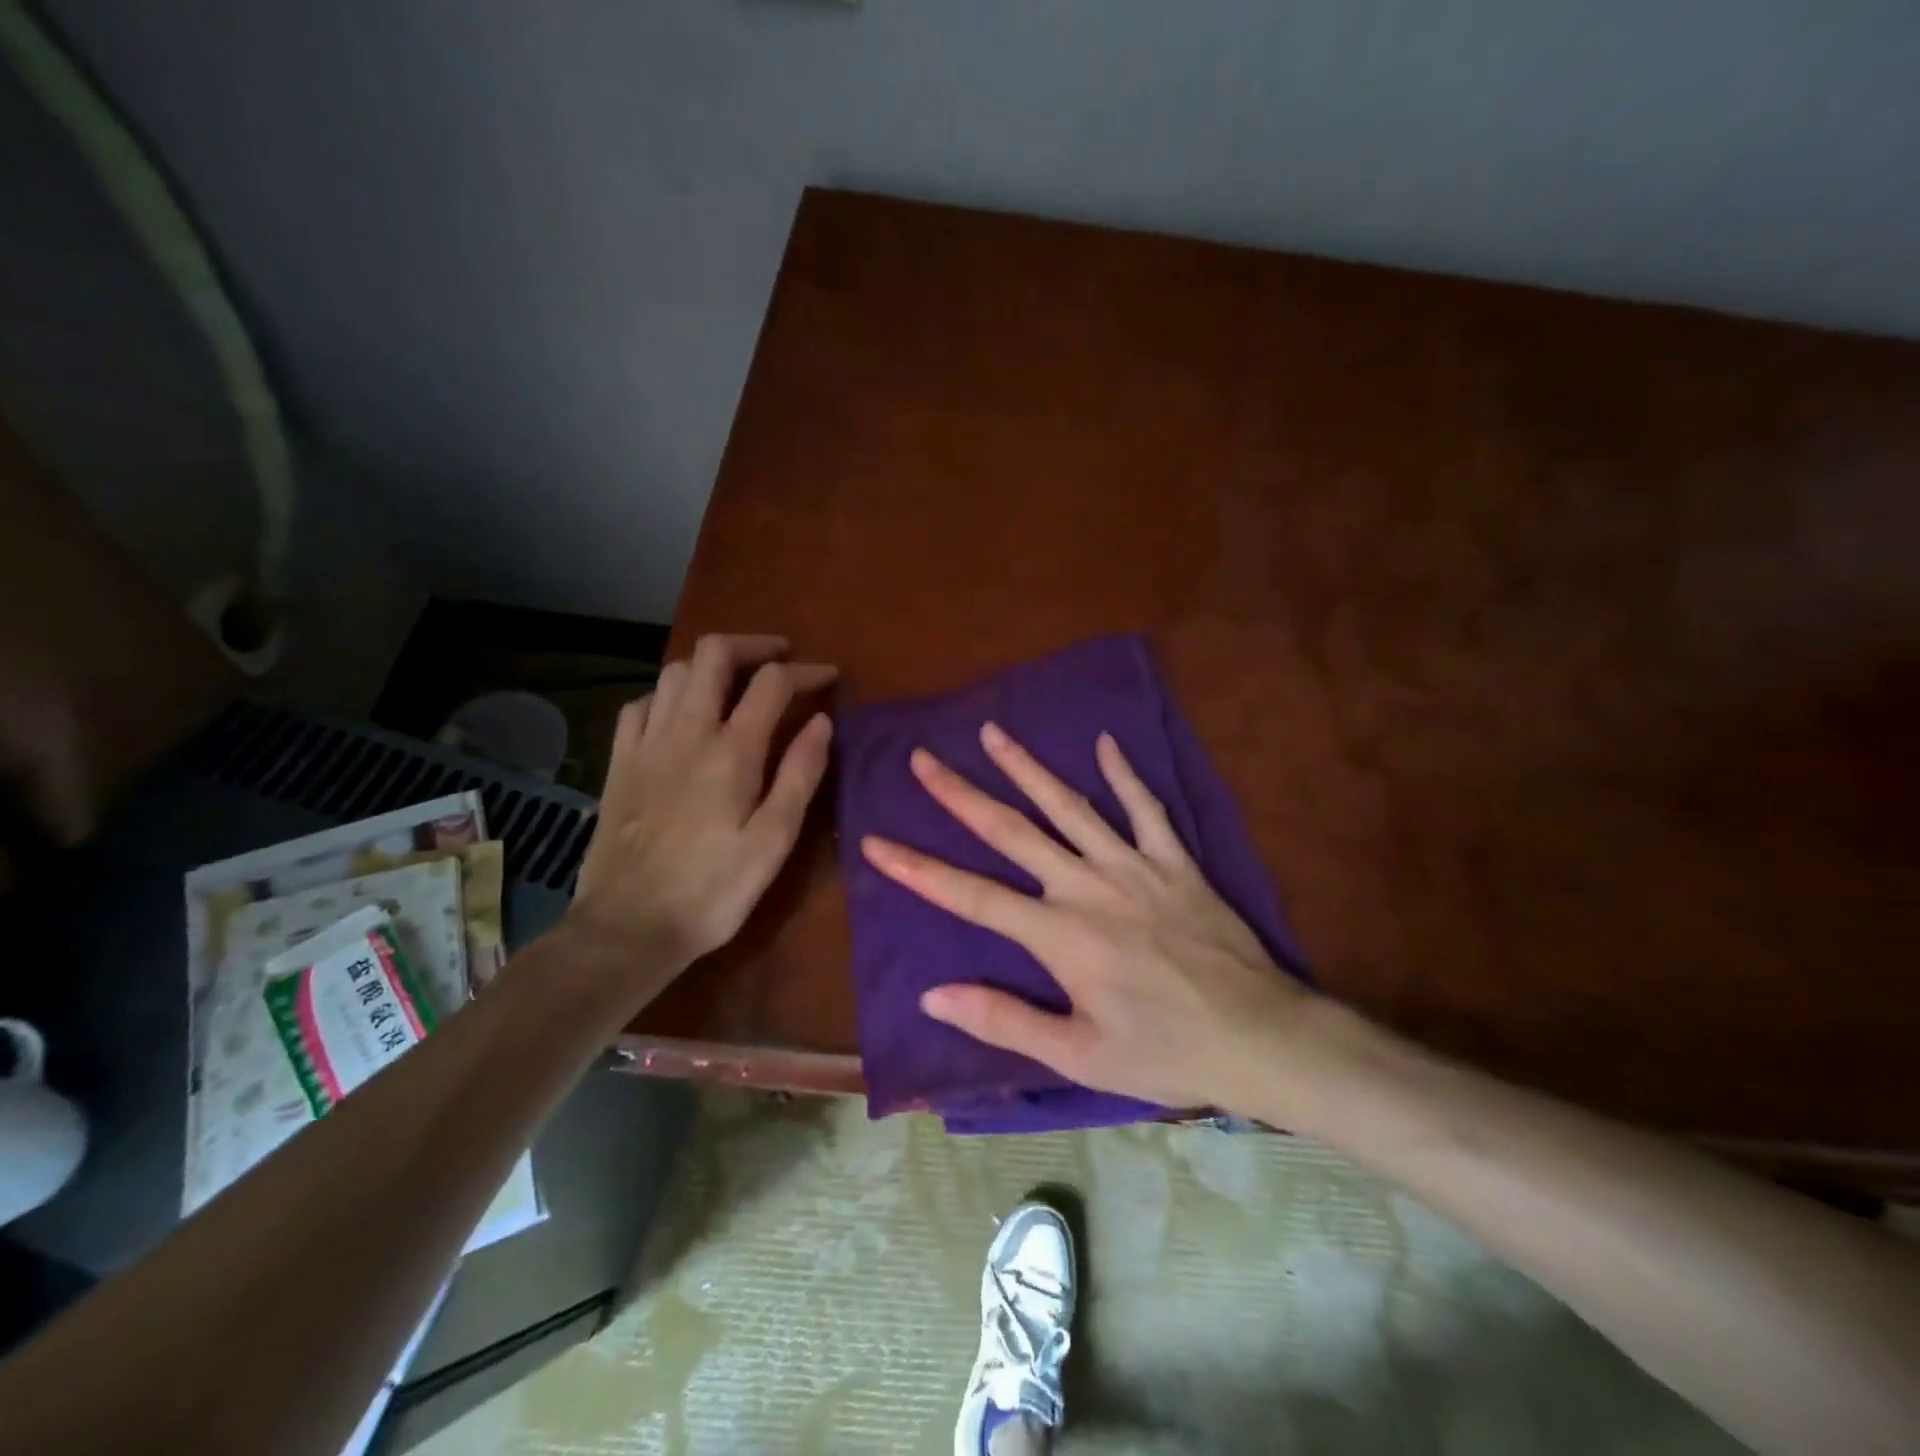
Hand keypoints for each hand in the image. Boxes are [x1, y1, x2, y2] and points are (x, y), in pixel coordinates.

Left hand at [569, 634, 835, 985]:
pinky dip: (667, 693)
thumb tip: (822, 722)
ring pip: (674, 671)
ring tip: (736, 682)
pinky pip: (639, 704)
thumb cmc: (713, 890)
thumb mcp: (774, 841)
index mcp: (731, 751)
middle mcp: (686, 732)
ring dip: (710, 664)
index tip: (830, 677)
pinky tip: (680, 713)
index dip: (806, 671)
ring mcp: (646, 743)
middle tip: (781, 658)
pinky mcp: (619, 762)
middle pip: (713, 655)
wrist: (628, 927)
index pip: (773, 683)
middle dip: (753, 645)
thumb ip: (800, 775)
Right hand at [860, 722, 1317, 1114]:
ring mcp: (1133, 866)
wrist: (1260, 1037)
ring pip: (1070, 806)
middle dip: (961, 794)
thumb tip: (933, 993)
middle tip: (923, 759)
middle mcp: (1087, 886)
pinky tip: (1106, 744)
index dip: (918, 869)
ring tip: (992, 732)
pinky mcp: (1175, 862)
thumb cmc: (1164, 1052)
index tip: (876, 842)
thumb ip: (1004, 1020)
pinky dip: (1126, 775)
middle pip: (1012, 832)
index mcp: (1059, 935)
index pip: (971, 896)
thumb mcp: (1078, 1055)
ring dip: (1027, 768)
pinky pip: (1147, 809)